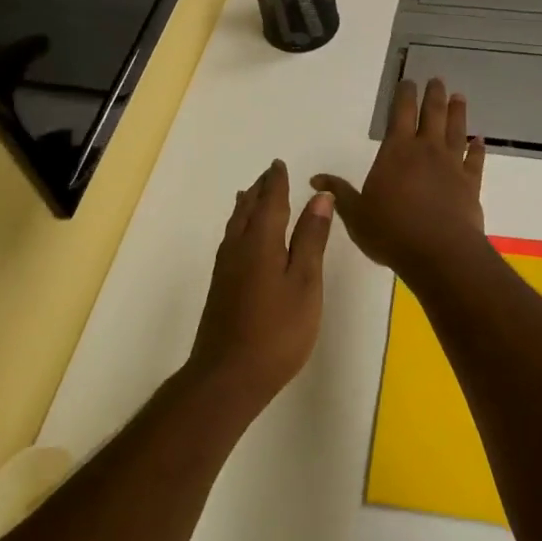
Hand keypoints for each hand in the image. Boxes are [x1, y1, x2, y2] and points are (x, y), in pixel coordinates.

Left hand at [188, 160, 334, 410]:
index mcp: (260, 242)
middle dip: (259, 191)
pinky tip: (240, 238)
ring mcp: (225, 269)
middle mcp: (238, 248)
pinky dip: (238, 226)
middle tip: (268, 175)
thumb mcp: (304, 282)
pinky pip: (230, 241)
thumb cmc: (277, 331)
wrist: (228, 376)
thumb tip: (320, 197)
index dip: (276, 183)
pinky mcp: (220, 288)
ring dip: (245, 206)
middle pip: (247, 209)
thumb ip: (311, 239)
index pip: (270, 202)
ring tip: (250, 196)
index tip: (279, 164)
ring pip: (234, 225)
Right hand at [312, 78, 486, 277]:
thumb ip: (339, 193)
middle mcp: (426, 151)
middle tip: (437, 80)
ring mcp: (452, 166)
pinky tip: (480, 141)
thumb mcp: (355, 214)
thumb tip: (316, 179)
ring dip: (457, 113)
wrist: (439, 253)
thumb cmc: (391, 231)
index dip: (404, 95)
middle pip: (432, 115)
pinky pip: (475, 160)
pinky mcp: (471, 185)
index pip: (400, 114)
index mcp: (396, 151)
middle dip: (433, 95)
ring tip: (458, 97)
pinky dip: (478, 149)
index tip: (408, 81)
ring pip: (456, 131)